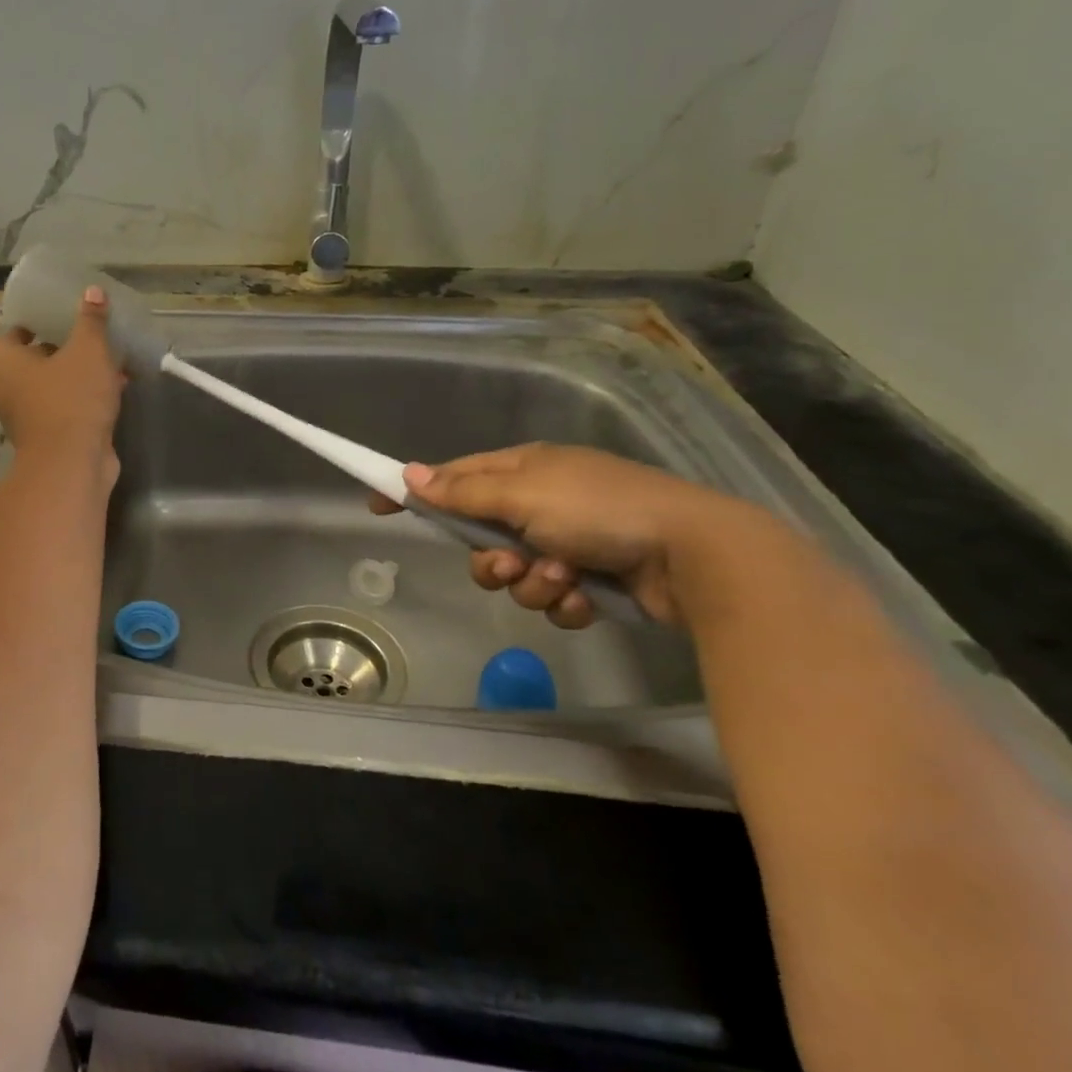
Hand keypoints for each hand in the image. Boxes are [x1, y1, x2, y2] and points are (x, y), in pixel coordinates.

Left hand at [0, 285, 124, 476]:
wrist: (72, 465)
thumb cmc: (72, 399)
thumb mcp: (88, 350)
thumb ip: (91, 320)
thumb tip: (92, 291)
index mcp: (6, 363)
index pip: (11, 334)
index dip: (33, 323)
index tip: (58, 316)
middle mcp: (9, 390)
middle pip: (33, 361)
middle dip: (61, 349)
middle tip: (88, 335)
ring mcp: (28, 417)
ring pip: (53, 387)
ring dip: (78, 376)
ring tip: (110, 361)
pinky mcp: (49, 438)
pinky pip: (66, 409)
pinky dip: (85, 399)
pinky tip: (116, 390)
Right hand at [372, 443, 756, 627]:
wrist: (694, 557)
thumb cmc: (599, 511)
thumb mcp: (524, 494)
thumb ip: (464, 490)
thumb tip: (411, 473)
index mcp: (525, 470)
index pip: (454, 477)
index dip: (417, 491)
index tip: (377, 505)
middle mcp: (543, 503)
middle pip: (481, 537)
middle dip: (490, 559)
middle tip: (510, 563)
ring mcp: (569, 541)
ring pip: (514, 575)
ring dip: (531, 584)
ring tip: (563, 579)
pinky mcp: (593, 580)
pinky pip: (550, 598)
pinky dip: (563, 601)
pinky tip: (587, 597)